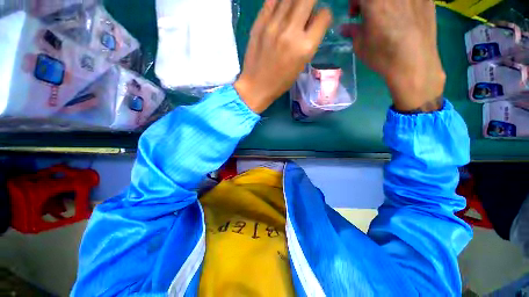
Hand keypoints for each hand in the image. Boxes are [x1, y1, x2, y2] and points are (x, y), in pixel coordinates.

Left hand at [234, 0, 331, 112]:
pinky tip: (280, 8)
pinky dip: (279, 1)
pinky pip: (272, 1)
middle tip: (307, 8)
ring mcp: (274, 26)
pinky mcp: (259, 24)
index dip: (324, 15)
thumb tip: (311, 20)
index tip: (318, 20)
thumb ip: (308, 41)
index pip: (324, 15)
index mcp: (305, 47)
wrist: (256, 86)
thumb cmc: (280, 82)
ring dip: (295, 1)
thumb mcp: (301, 65)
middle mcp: (291, 32)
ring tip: (293, 10)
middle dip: (311, 1)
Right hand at [343, 0, 445, 112]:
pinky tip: (404, 17)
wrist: (414, 64)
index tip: (355, 14)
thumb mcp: (361, 46)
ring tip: (388, 15)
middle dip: (369, 2)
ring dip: (386, 4)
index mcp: (375, 1)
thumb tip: (344, 27)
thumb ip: (352, 31)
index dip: (354, 3)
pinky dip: (404, 5)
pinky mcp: (427, 0)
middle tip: (370, 14)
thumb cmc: (383, 55)